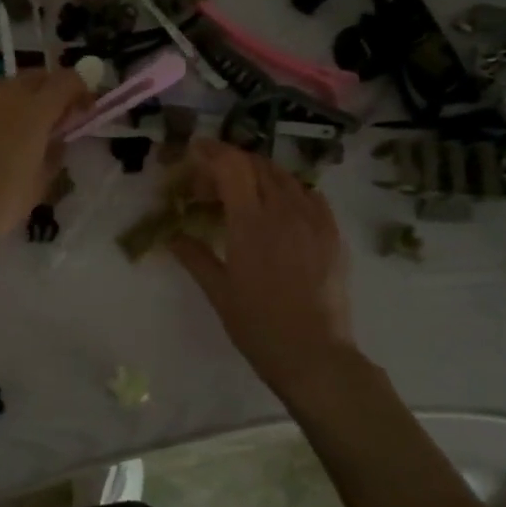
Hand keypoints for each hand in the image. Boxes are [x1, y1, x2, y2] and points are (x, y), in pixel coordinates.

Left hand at [0, 69, 90, 261]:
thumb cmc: (1, 201)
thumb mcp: (41, 181)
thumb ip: (55, 151)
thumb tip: (57, 137)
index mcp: (35, 110)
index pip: (67, 80)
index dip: (80, 89)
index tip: (84, 107)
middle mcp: (5, 95)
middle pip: (35, 76)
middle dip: (49, 89)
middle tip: (53, 114)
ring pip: (4, 85)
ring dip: (18, 97)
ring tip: (17, 125)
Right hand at [169, 141, 361, 400]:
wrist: (315, 356)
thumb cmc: (258, 326)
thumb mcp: (218, 291)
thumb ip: (194, 256)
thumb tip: (172, 236)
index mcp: (250, 223)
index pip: (231, 166)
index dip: (211, 151)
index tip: (195, 150)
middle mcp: (284, 211)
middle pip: (257, 165)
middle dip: (230, 163)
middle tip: (211, 182)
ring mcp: (314, 220)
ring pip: (285, 176)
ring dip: (259, 173)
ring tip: (244, 191)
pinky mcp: (333, 234)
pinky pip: (310, 195)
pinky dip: (289, 190)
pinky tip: (280, 207)